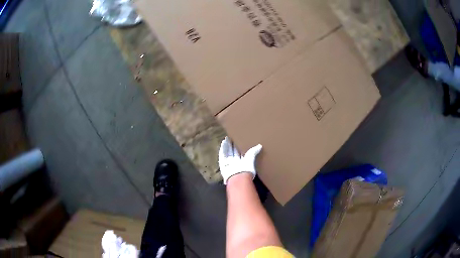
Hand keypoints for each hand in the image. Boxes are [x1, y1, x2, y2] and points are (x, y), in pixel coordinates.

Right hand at [218, 137, 262, 184]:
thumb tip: (260, 146)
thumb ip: (254, 151)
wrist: (238, 177)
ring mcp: (228, 163)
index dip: (239, 147)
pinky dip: (222, 149)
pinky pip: (222, 155)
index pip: (240, 152)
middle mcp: (235, 162)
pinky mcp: (223, 163)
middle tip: (231, 138)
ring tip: (226, 138)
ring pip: (227, 153)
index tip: (238, 140)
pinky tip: (223, 142)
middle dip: (231, 146)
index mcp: (242, 162)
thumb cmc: (246, 168)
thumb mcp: (251, 158)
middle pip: (232, 152)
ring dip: (226, 146)